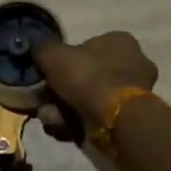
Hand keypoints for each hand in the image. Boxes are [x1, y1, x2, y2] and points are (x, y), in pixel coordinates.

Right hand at [33, 31, 158, 138]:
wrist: (116, 120)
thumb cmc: (88, 76)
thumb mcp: (53, 55)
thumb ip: (42, 49)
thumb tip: (38, 50)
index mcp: (119, 41)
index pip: (86, 46)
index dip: (63, 61)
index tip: (47, 75)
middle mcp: (131, 64)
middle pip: (84, 77)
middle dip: (59, 92)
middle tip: (42, 102)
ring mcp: (132, 94)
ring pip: (87, 100)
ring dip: (63, 110)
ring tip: (50, 118)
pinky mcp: (130, 120)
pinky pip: (96, 118)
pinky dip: (77, 124)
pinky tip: (62, 129)